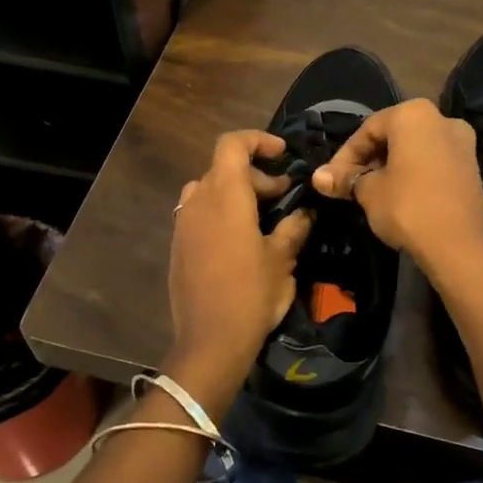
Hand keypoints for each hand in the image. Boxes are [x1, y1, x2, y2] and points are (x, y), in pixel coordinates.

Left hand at [166, 130, 312, 403]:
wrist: (210, 341)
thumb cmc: (251, 294)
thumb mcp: (282, 259)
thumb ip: (294, 227)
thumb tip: (304, 213)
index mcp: (225, 195)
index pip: (233, 144)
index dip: (258, 140)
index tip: (282, 154)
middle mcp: (198, 201)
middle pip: (223, 167)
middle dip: (255, 174)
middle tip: (282, 194)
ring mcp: (183, 223)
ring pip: (209, 189)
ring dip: (235, 192)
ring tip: (261, 216)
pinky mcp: (178, 245)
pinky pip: (199, 213)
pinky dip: (220, 212)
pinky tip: (240, 240)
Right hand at [310, 99, 482, 287]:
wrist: (460, 247)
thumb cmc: (408, 207)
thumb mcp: (368, 192)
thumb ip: (345, 179)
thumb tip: (318, 177)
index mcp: (413, 114)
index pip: (367, 130)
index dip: (345, 156)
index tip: (331, 180)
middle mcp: (441, 118)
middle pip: (393, 135)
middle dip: (368, 160)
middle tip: (349, 185)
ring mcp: (462, 142)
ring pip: (414, 149)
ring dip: (390, 167)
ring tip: (370, 193)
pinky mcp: (472, 167)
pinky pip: (433, 162)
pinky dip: (413, 173)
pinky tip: (398, 196)